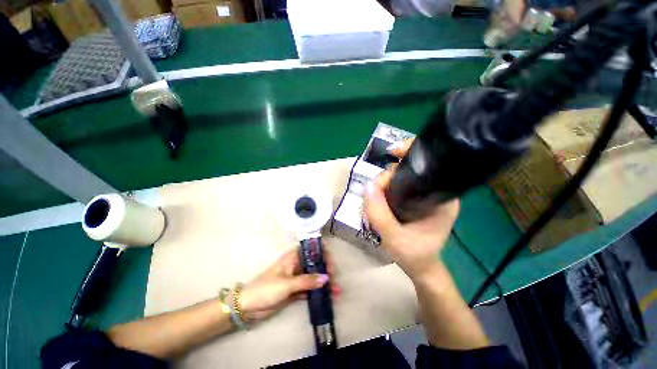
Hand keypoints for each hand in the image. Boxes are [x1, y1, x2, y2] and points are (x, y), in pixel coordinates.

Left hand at [240, 249, 338, 321]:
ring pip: (314, 276)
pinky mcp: (295, 290)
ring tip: (336, 291)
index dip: (322, 253)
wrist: (248, 306)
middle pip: (315, 263)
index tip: (330, 264)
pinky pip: (310, 289)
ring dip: (324, 283)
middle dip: (326, 269)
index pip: (311, 249)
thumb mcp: (287, 284)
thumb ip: (307, 281)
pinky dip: (318, 292)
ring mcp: (296, 278)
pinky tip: (328, 297)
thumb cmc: (266, 289)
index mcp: (293, 257)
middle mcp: (296, 265)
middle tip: (335, 280)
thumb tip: (326, 277)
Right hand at [364, 139, 459, 280]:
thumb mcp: (394, 238)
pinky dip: (384, 187)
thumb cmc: (414, 255)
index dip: (411, 152)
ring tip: (373, 199)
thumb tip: (368, 185)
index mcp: (442, 198)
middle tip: (374, 192)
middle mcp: (436, 191)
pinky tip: (377, 198)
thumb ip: (380, 214)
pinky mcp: (415, 198)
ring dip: (383, 183)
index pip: (431, 164)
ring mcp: (424, 194)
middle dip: (387, 175)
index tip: (392, 152)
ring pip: (400, 176)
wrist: (420, 266)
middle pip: (409, 169)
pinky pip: (397, 185)